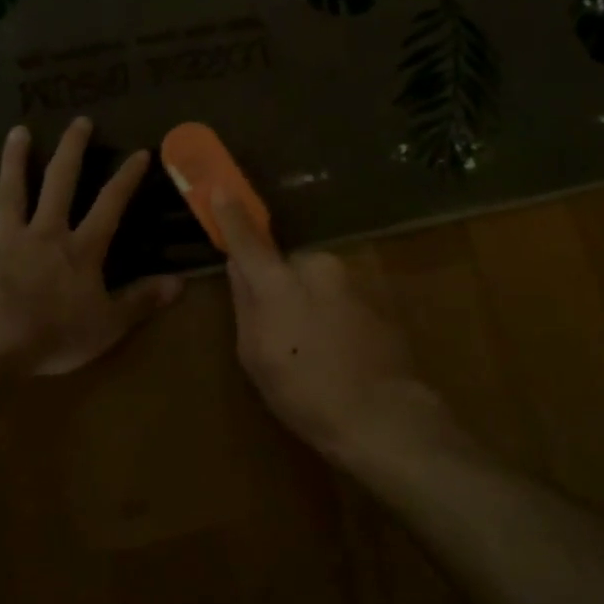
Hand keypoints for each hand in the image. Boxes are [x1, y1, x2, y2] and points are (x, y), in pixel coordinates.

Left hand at [0, 118, 182, 393]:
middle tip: (79, 121)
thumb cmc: (57, 334)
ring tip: (17, 132)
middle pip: (60, 183)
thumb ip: (143, 300)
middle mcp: (45, 234)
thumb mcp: (110, 324)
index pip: (110, 204)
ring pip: (10, 194)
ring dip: (14, 162)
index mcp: (81, 249)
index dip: (126, 178)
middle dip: (72, 151)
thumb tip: (181, 283)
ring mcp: (6, 243)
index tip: (139, 151)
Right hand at [217, 192, 465, 470]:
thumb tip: (239, 268)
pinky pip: (340, 296)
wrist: (382, 415)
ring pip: (316, 280)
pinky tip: (338, 350)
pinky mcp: (376, 297)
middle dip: (279, 283)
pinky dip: (332, 312)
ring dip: (308, 300)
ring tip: (313, 347)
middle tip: (277, 327)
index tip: (220, 188)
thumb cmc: (305, 392)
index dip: (231, 215)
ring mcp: (352, 280)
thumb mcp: (256, 356)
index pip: (247, 241)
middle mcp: (317, 268)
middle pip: (287, 264)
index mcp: (279, 282)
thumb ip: (245, 304)